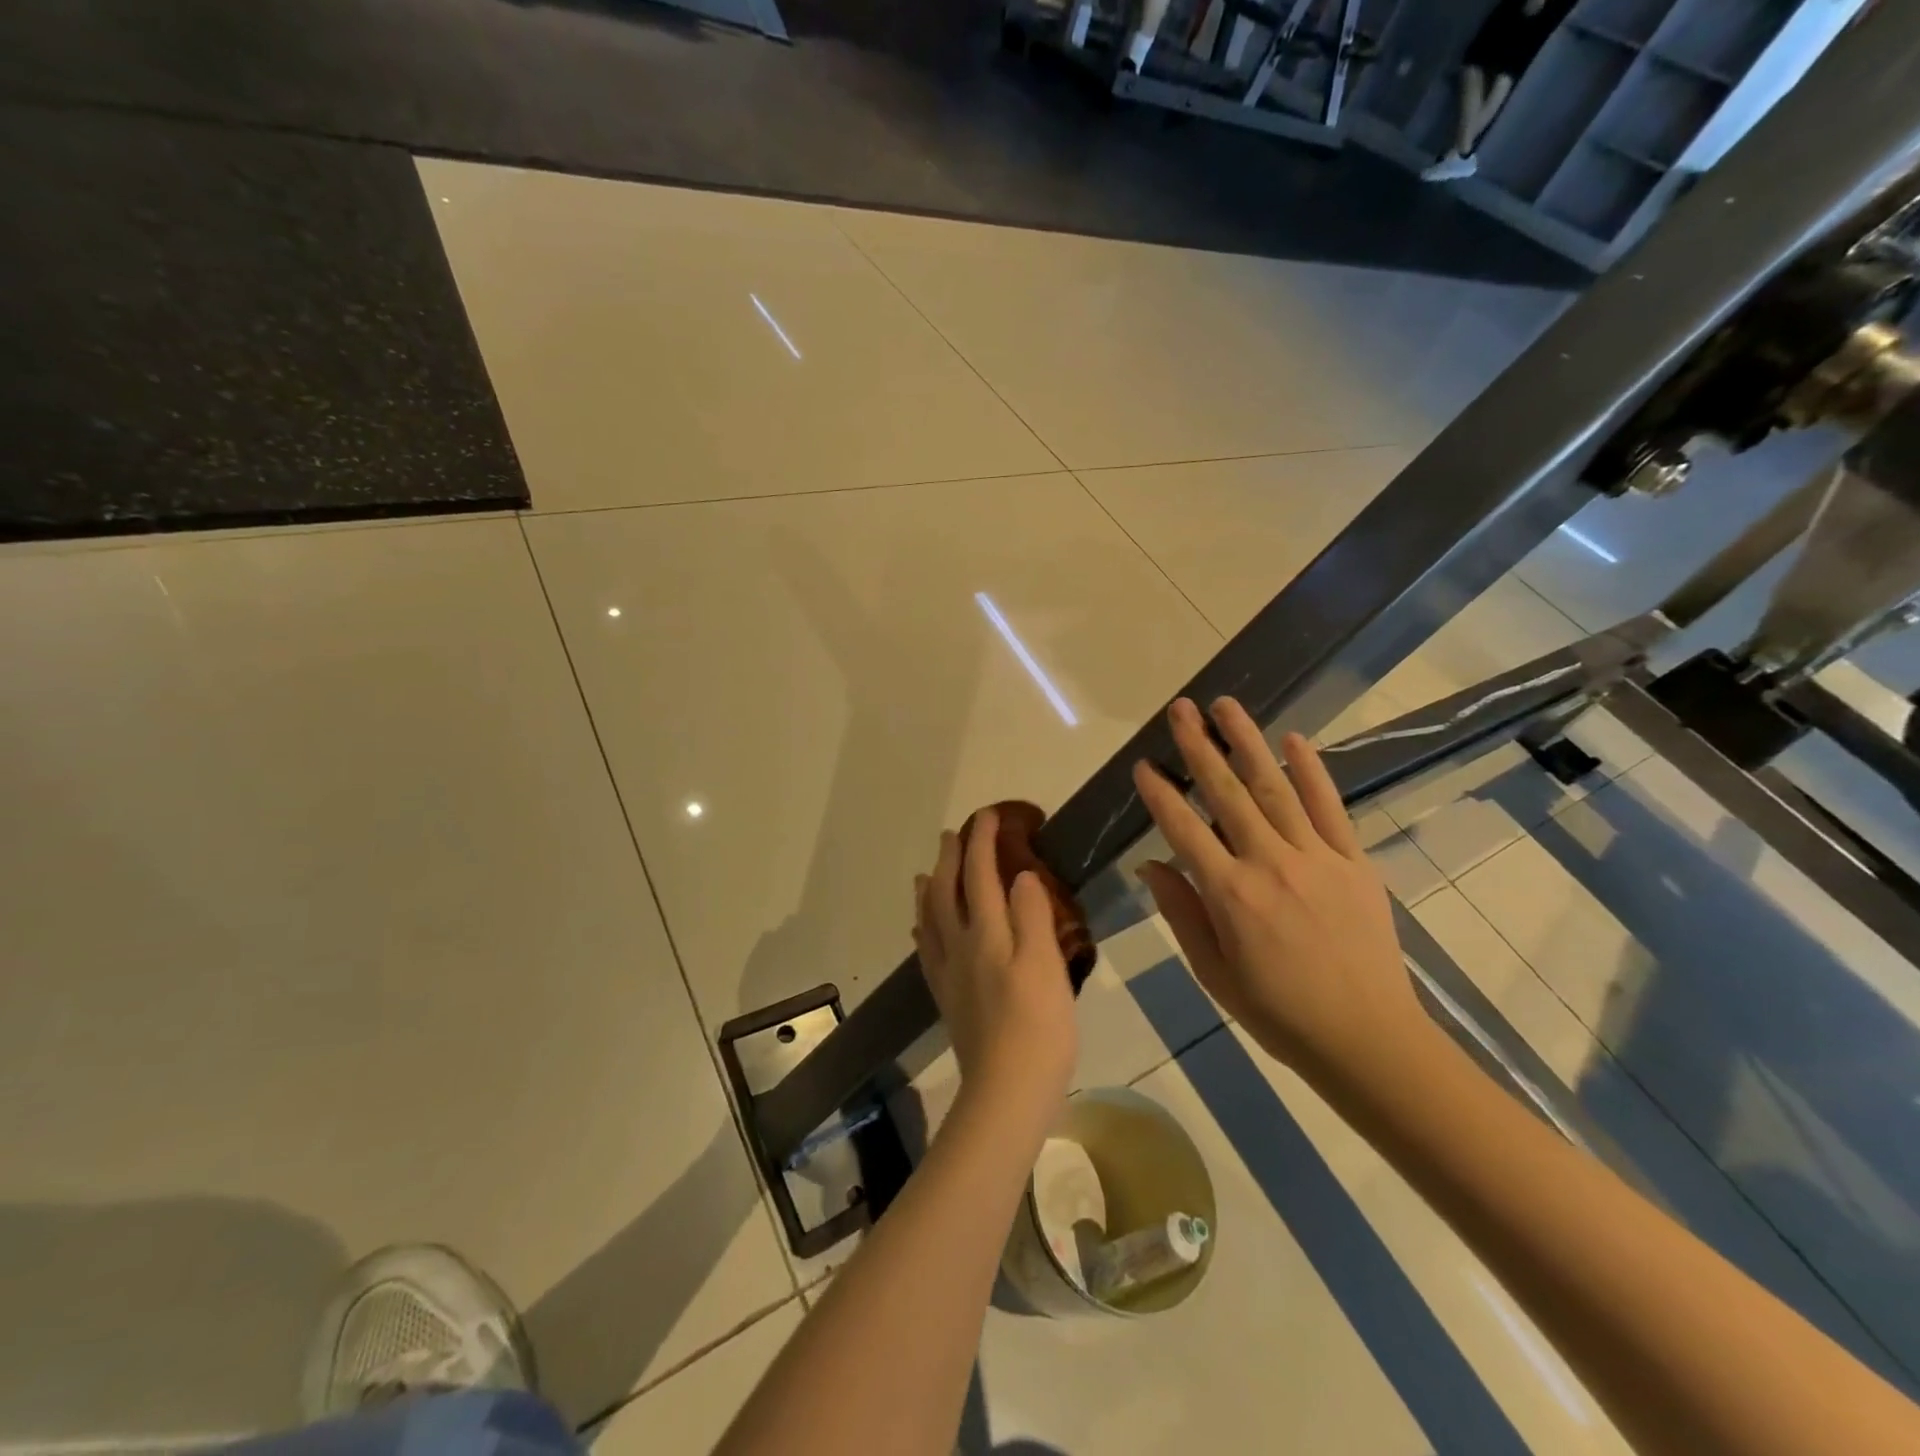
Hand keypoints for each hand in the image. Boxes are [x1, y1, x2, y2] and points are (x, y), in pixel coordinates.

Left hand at [915, 808, 1077, 1118]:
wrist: (1006, 1090)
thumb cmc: (1038, 1026)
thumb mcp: (1046, 964)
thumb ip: (1032, 915)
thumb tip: (1019, 875)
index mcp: (987, 933)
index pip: (980, 874)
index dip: (982, 841)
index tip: (988, 815)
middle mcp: (960, 946)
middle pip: (946, 891)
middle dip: (949, 858)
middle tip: (952, 834)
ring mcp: (949, 973)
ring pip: (929, 918)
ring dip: (929, 888)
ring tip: (926, 872)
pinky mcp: (947, 998)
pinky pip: (927, 951)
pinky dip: (923, 929)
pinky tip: (922, 930)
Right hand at [1131, 697, 1430, 1090]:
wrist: (1367, 1040)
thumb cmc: (1278, 1014)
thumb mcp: (1213, 974)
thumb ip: (1181, 914)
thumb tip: (1150, 865)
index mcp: (1230, 895)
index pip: (1184, 830)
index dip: (1160, 794)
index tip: (1143, 765)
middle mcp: (1269, 864)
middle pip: (1227, 794)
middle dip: (1199, 747)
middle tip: (1181, 709)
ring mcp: (1316, 858)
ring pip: (1275, 788)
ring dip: (1248, 743)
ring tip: (1226, 706)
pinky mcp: (1354, 863)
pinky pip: (1330, 808)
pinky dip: (1311, 772)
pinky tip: (1293, 740)